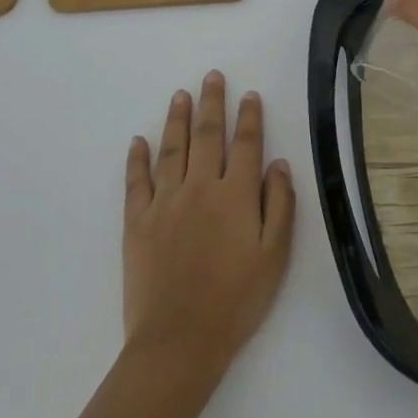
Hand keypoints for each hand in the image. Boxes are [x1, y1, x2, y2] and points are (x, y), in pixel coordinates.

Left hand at [123, 71, 295, 379]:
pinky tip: (139, 140)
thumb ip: (280, 205)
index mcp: (236, 195)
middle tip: (212, 76)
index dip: (249, 117)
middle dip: (211, 103)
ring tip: (180, 94)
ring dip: (177, 118)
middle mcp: (200, 187)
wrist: (179, 341)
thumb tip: (278, 163)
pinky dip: (137, 158)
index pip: (245, 144)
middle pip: (206, 135)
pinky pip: (137, 181)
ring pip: (172, 148)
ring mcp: (165, 202)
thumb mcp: (274, 257)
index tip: (249, 94)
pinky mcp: (137, 221)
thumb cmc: (236, 301)